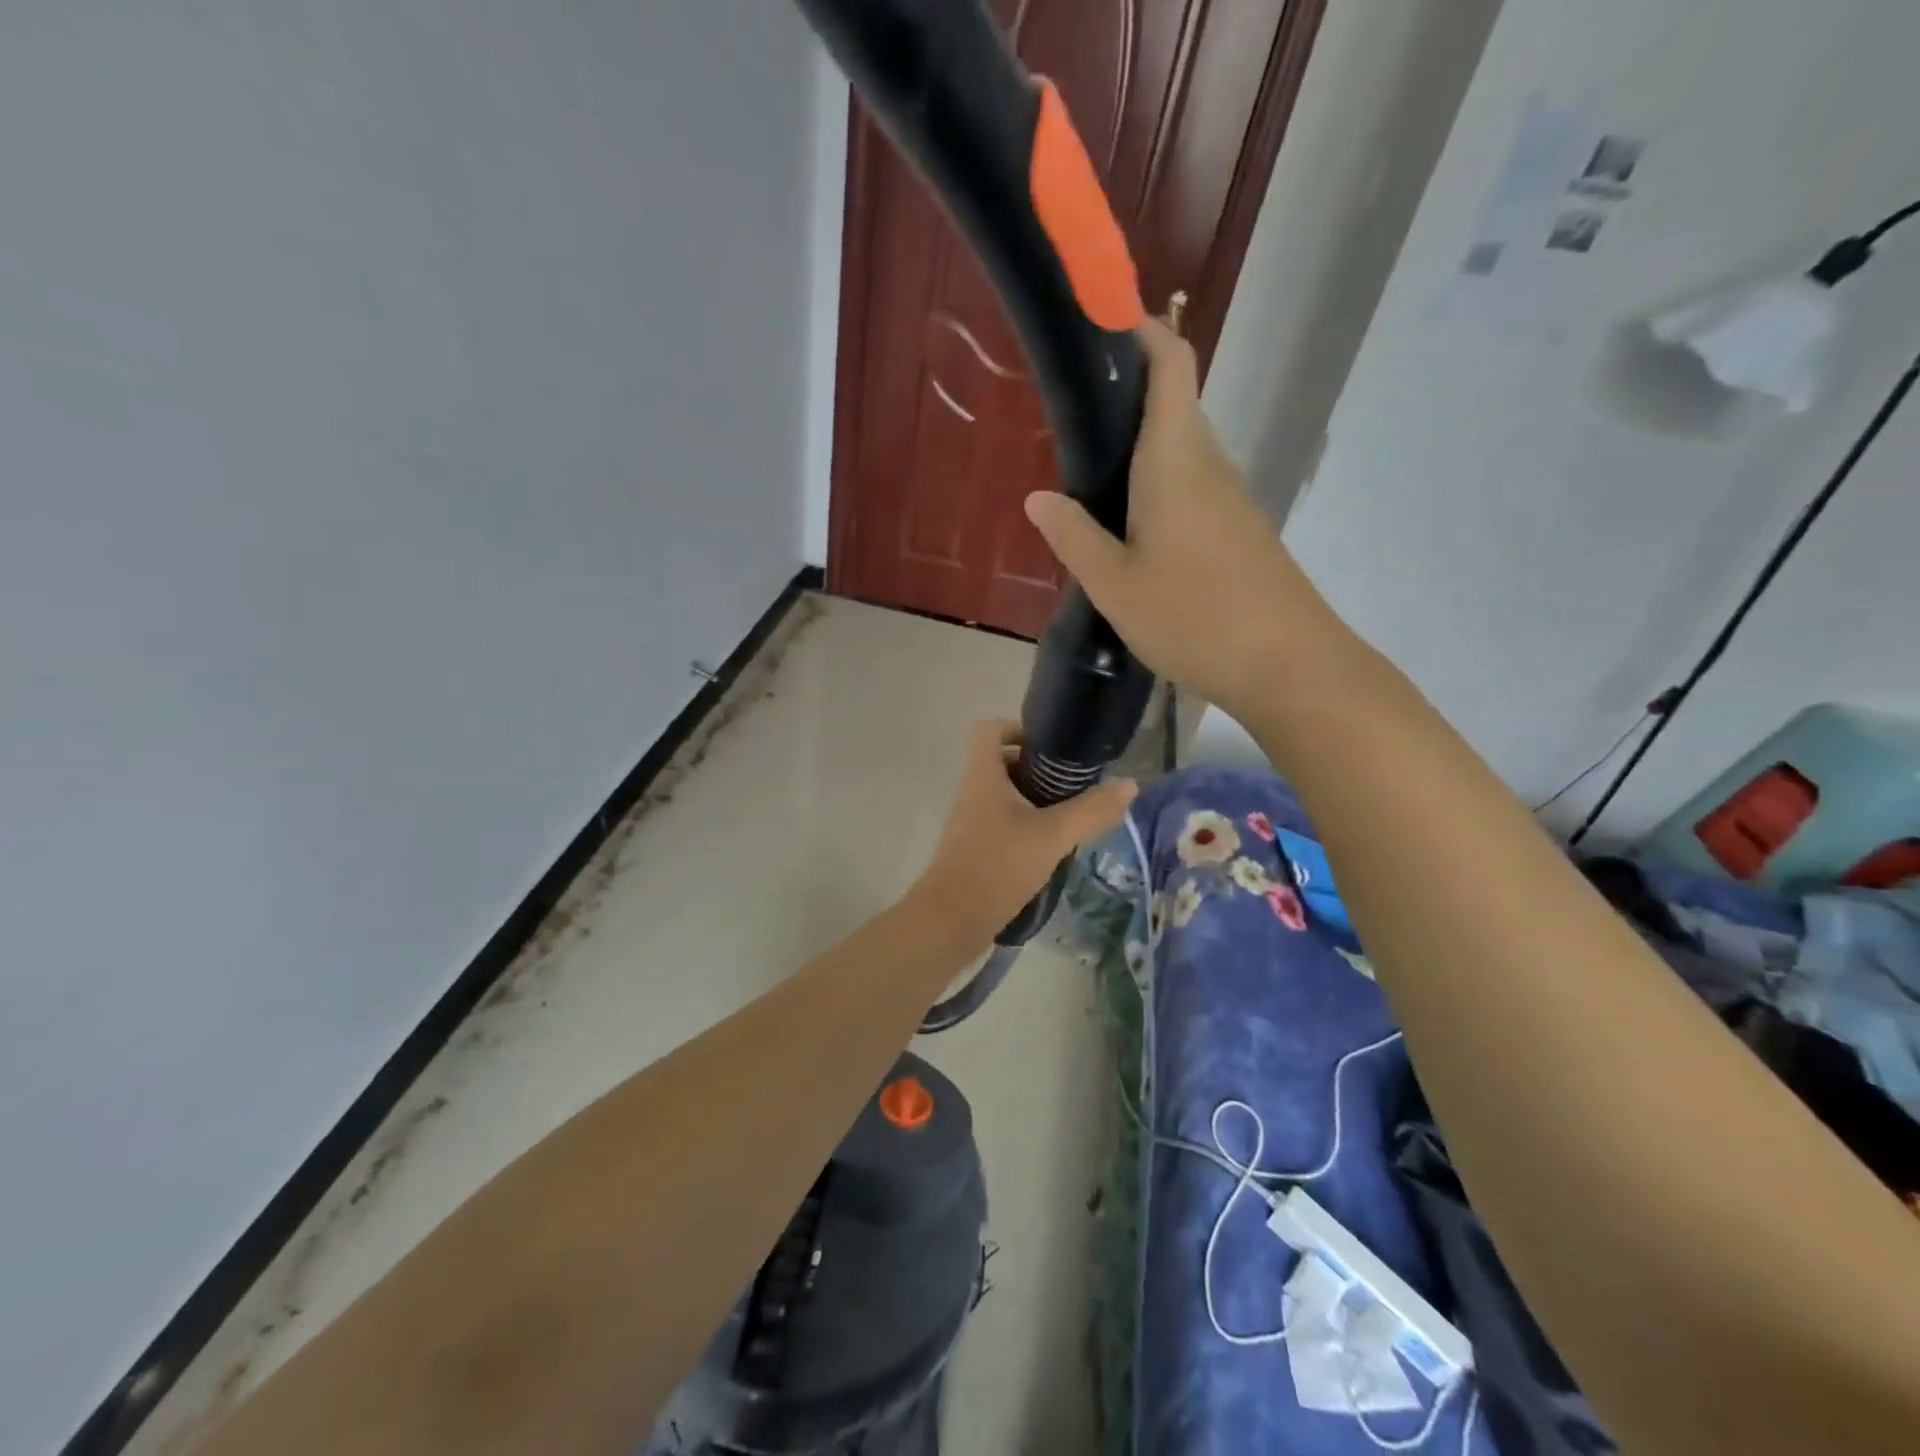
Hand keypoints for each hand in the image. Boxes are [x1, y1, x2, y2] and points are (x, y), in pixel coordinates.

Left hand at [912, 720, 1135, 945]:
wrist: (950, 920)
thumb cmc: (998, 866)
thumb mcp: (1052, 836)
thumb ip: (1091, 810)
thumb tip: (1130, 784)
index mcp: (983, 776)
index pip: (988, 730)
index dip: (1017, 729)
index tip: (1050, 749)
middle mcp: (972, 792)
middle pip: (1000, 763)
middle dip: (1036, 769)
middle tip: (1070, 785)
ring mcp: (969, 823)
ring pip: (1002, 796)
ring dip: (1033, 800)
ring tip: (1068, 816)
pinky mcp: (973, 849)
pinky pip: (1000, 823)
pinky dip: (1024, 826)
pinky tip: (1051, 848)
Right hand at [1022, 317, 1340, 721]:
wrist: (1290, 666)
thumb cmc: (1195, 618)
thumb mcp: (1116, 586)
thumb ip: (1074, 538)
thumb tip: (1038, 497)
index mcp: (1176, 461)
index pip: (1171, 365)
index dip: (1141, 330)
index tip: (1101, 322)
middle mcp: (1209, 466)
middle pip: (1173, 406)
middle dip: (1125, 400)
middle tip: (1069, 423)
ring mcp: (1231, 500)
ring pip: (1181, 453)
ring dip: (1139, 453)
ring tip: (1088, 481)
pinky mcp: (1240, 532)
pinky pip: (1193, 490)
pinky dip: (1158, 490)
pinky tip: (1130, 533)